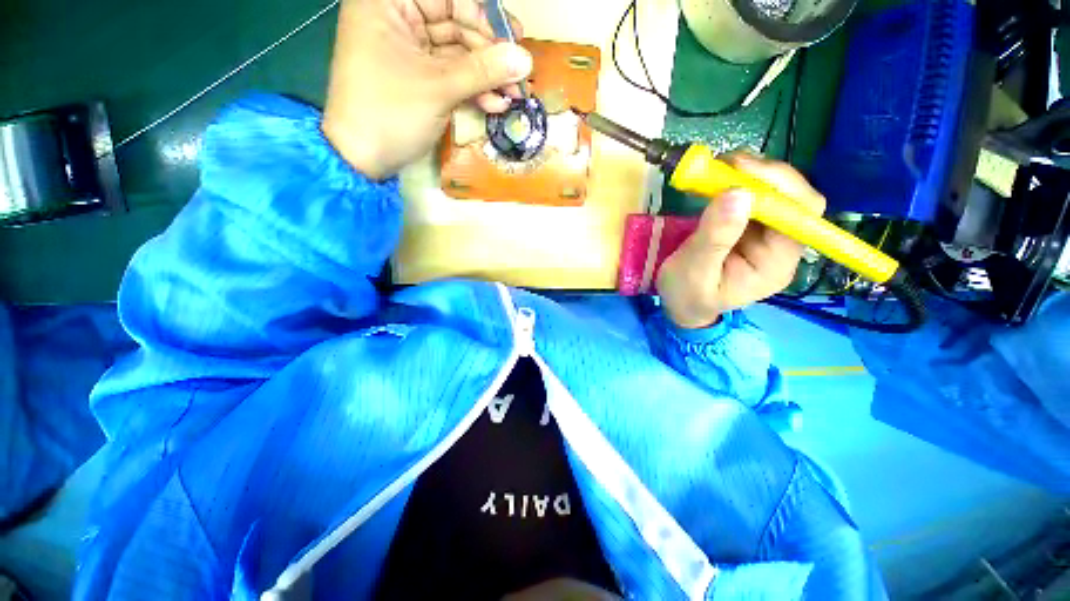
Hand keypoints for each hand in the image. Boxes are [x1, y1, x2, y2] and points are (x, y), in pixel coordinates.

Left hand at [322, 0, 533, 179]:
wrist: (364, 159)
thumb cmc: (391, 114)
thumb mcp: (439, 88)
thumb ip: (484, 70)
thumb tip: (525, 59)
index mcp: (389, 2)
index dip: (483, 16)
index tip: (514, 38)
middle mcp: (397, 18)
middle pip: (455, 23)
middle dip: (489, 53)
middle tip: (518, 76)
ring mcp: (408, 50)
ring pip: (456, 53)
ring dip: (485, 76)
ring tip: (512, 97)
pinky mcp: (417, 78)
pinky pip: (450, 75)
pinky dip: (472, 89)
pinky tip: (494, 105)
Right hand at [657, 154, 825, 328]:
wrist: (681, 304)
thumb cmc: (687, 295)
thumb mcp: (694, 272)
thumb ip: (714, 238)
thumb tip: (738, 193)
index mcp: (776, 263)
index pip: (800, 216)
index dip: (779, 187)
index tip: (740, 172)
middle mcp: (781, 245)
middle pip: (792, 198)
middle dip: (763, 175)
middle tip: (725, 163)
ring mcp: (766, 233)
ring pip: (774, 191)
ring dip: (749, 173)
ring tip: (717, 168)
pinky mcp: (749, 225)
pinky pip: (753, 195)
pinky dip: (736, 181)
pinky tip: (717, 178)